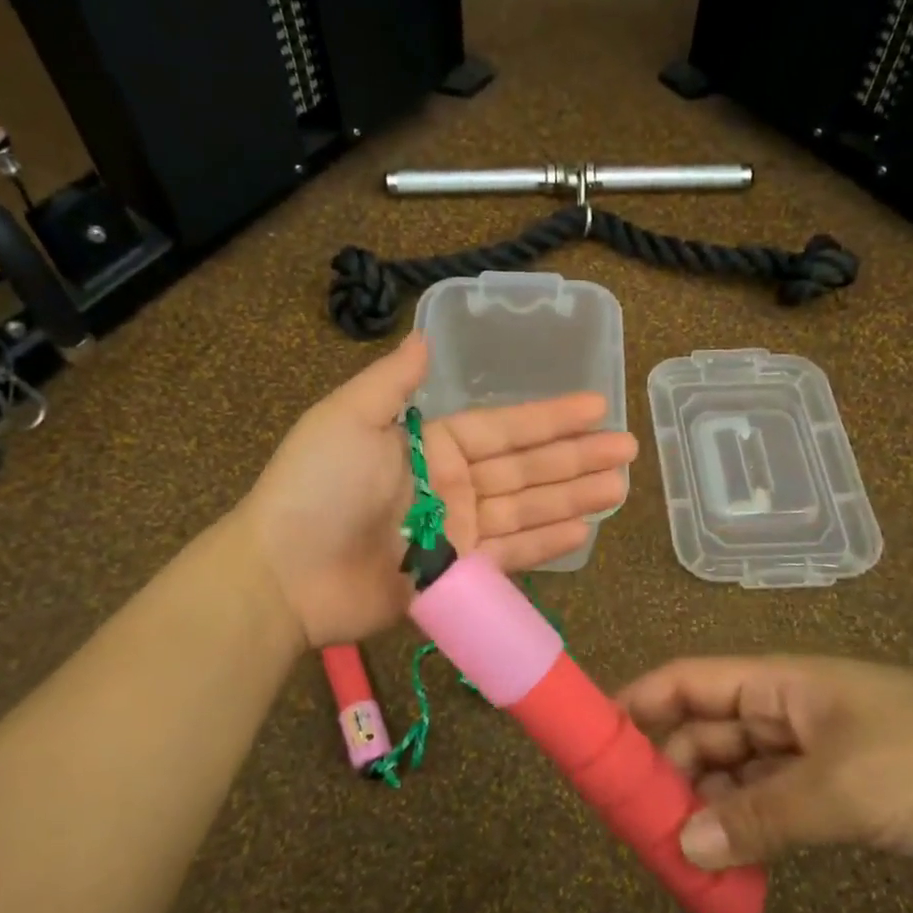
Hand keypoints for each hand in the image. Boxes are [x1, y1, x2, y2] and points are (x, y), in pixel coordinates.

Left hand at [242, 334, 637, 646]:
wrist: (284, 572)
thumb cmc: (317, 487)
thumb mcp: (349, 418)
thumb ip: (393, 382)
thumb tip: (422, 335)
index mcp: (431, 445)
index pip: (504, 428)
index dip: (550, 417)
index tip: (597, 405)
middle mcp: (451, 485)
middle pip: (526, 468)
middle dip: (577, 457)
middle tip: (628, 450)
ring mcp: (457, 533)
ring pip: (527, 510)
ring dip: (573, 497)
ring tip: (620, 488)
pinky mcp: (457, 576)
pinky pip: (510, 554)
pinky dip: (546, 543)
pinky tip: (583, 529)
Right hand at [618, 656, 912, 872]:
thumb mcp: (844, 791)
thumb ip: (759, 819)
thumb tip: (683, 845)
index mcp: (780, 683)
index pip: (689, 679)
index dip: (639, 700)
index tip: (596, 739)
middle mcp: (787, 709)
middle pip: (706, 728)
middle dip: (668, 767)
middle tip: (634, 822)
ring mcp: (815, 750)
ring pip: (737, 770)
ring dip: (706, 804)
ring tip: (675, 854)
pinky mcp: (842, 787)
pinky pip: (773, 802)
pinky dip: (748, 827)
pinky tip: (731, 863)